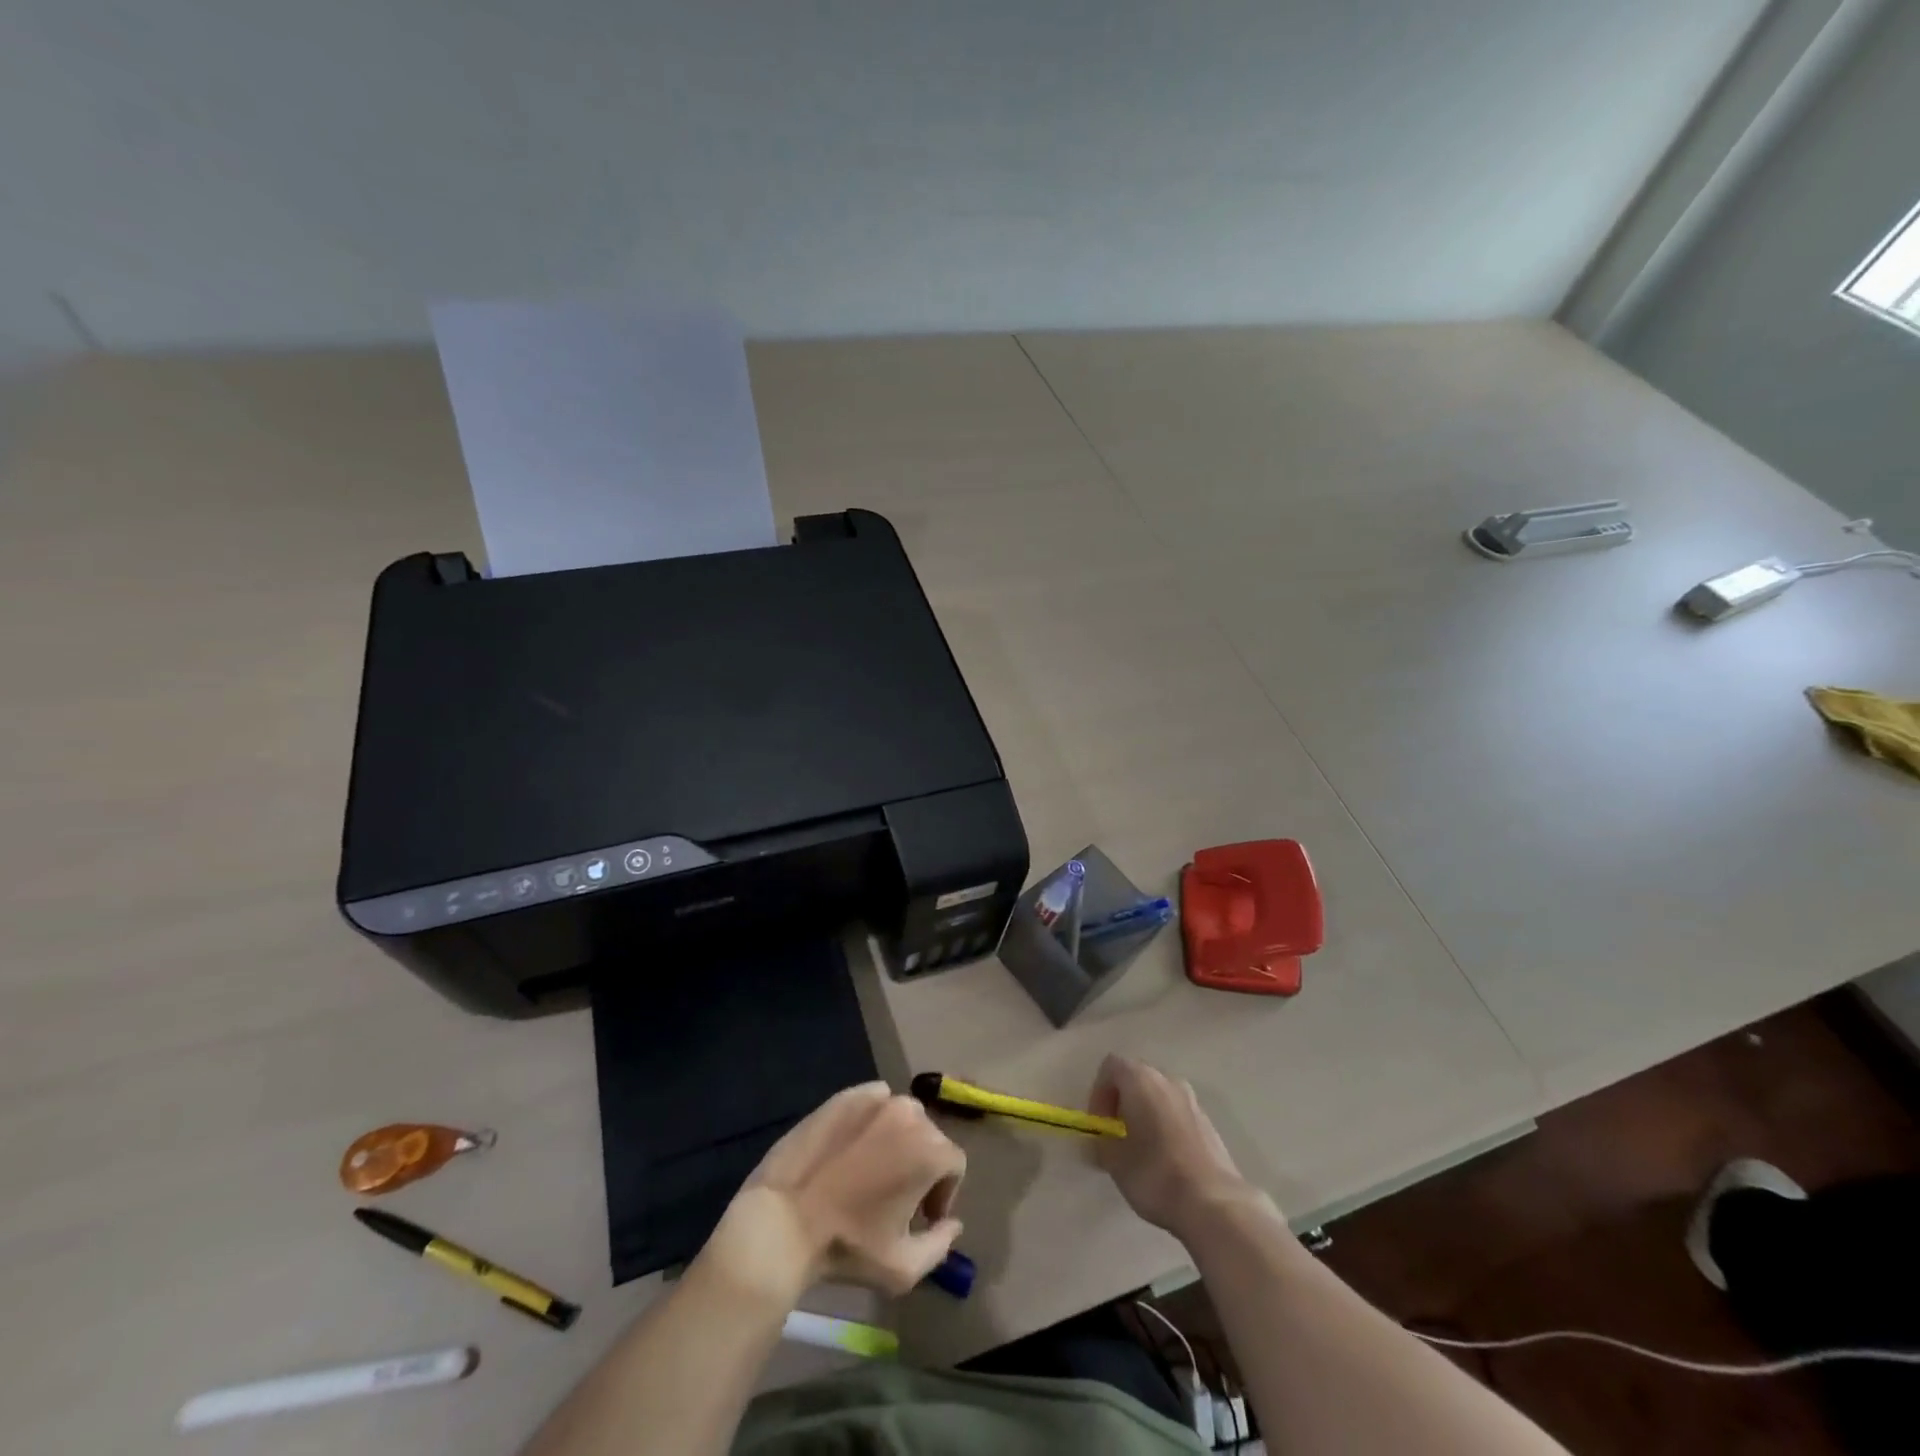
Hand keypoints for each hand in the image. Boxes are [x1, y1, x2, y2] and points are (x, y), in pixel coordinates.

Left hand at [701, 1083, 964, 1304]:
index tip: (923, 1217)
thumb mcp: (902, 1267)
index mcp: (929, 1150)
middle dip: (921, 1166)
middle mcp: (908, 1113)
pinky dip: (872, 1119)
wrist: (782, 1222)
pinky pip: (873, 1101)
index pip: (953, 1165)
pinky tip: (853, 1148)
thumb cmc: (847, 1247)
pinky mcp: (845, 1095)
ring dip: (898, 1139)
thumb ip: (940, 1245)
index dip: (943, 1193)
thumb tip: (952, 1223)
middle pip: (929, 1138)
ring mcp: (875, 1099)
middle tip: (897, 1197)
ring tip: (873, 1170)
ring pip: (902, 1116)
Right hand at [1089, 1054, 1261, 1236]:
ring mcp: (1192, 1100)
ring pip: (1159, 1096)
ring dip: (1144, 1114)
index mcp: (1141, 1080)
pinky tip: (1164, 1160)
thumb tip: (1102, 1140)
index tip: (1100, 1124)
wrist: (1214, 1204)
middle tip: (1116, 1135)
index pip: (1111, 1066)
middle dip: (1122, 1102)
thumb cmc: (1155, 1174)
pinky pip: (1177, 1114)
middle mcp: (1168, 1080)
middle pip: (1136, 1078)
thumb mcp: (1114, 1161)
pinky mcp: (1209, 1123)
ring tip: (1140, 1149)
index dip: (1098, 1092)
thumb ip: (1102, 1142)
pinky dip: (1165, 1126)